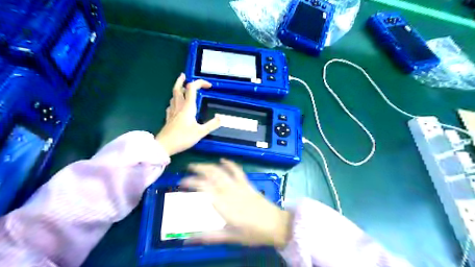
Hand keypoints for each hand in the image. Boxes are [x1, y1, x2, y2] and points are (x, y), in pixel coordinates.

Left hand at [158, 73, 221, 156]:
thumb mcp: (201, 132)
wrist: (165, 146)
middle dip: (181, 81)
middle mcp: (179, 106)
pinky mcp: (168, 118)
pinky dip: (174, 101)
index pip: (192, 88)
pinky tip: (175, 105)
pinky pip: (171, 105)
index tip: (209, 86)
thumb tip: (220, 118)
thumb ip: (211, 125)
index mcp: (188, 107)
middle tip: (184, 75)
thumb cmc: (183, 138)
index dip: (200, 83)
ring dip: (177, 89)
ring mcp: (172, 112)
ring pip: (173, 96)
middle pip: (177, 89)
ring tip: (181, 88)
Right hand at [182, 158, 289, 247]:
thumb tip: (187, 239)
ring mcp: (239, 186)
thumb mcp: (230, 237)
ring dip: (210, 165)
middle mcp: (230, 191)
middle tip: (188, 169)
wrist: (276, 225)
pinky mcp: (247, 184)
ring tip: (199, 164)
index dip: (191, 182)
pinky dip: (229, 164)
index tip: (182, 182)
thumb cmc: (253, 233)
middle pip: (212, 175)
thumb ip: (209, 236)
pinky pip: (237, 171)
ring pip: (222, 171)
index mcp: (223, 204)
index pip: (203, 188)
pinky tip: (223, 160)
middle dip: (198, 169)